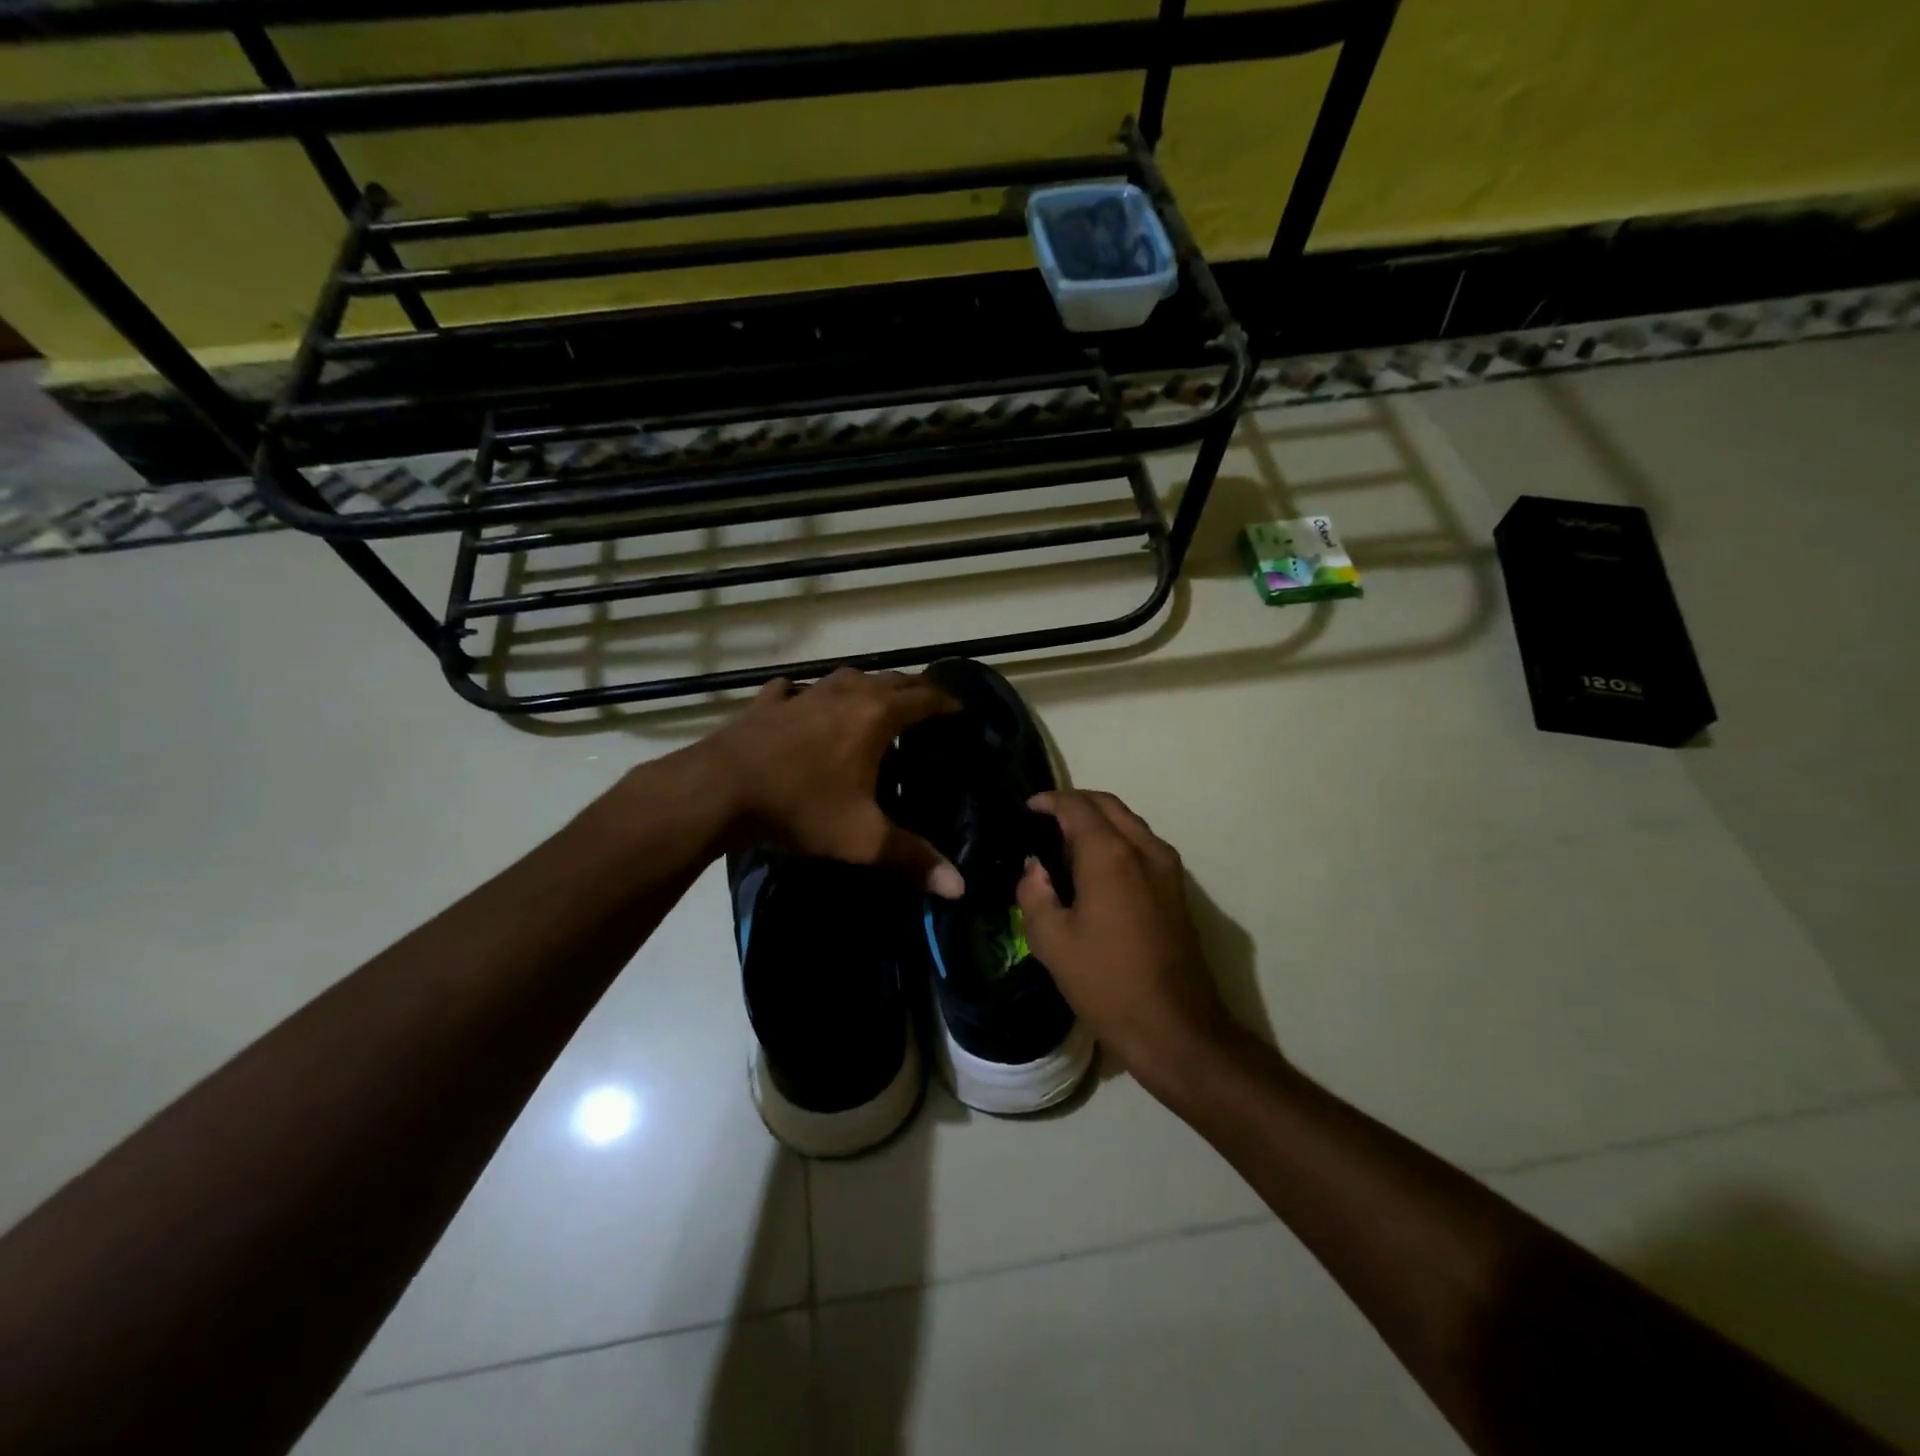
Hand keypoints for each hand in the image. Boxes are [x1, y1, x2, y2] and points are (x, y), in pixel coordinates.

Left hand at [701, 667, 964, 897]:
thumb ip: (913, 859)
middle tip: (929, 706)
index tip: (963, 711)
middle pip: (891, 680)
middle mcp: (844, 695)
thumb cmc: (800, 807)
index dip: (948, 702)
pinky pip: (796, 689)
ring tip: (875, 701)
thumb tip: (961, 888)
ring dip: (867, 685)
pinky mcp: (767, 704)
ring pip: (845, 677)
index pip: (924, 699)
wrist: (718, 791)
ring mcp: (803, 695)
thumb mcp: (862, 839)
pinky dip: (809, 693)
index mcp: (875, 718)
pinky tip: (803, 701)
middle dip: (914, 689)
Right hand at [1018, 790, 1237, 1087]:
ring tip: (1067, 838)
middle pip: (1109, 805)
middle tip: (1046, 816)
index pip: (1077, 807)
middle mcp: (1144, 849)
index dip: (1049, 801)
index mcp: (1111, 856)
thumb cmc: (1107, 984)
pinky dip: (1117, 838)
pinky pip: (1143, 844)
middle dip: (1076, 802)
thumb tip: (1035, 868)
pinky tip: (1096, 865)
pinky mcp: (1178, 889)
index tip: (1028, 806)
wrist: (1175, 1028)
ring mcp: (1168, 868)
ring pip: (1130, 822)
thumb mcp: (1052, 942)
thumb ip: (1034, 894)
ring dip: (1099, 819)